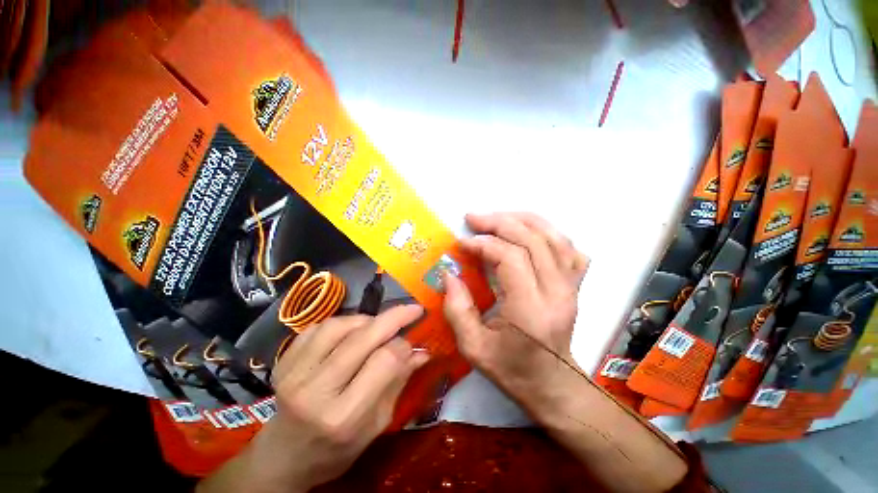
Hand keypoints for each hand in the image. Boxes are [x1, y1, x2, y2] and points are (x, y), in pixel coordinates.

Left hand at [206, 306, 428, 492]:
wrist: (283, 458)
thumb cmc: (336, 450)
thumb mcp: (376, 426)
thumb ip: (398, 383)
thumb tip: (422, 351)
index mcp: (343, 416)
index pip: (384, 361)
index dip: (403, 346)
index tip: (412, 342)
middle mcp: (315, 391)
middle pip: (363, 338)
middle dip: (394, 317)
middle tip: (412, 309)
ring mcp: (294, 373)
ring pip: (340, 326)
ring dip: (366, 320)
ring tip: (378, 327)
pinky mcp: (283, 362)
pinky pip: (319, 327)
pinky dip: (342, 323)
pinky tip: (351, 331)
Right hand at [442, 213, 588, 408]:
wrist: (553, 385)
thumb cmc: (512, 370)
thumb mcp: (473, 347)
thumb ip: (457, 309)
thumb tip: (449, 273)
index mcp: (531, 310)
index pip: (511, 258)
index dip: (484, 244)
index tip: (462, 243)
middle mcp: (557, 292)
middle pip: (533, 240)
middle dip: (499, 222)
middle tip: (473, 219)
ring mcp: (571, 286)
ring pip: (554, 237)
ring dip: (523, 220)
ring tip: (497, 216)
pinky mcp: (575, 285)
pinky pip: (568, 247)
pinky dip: (547, 232)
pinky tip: (528, 231)